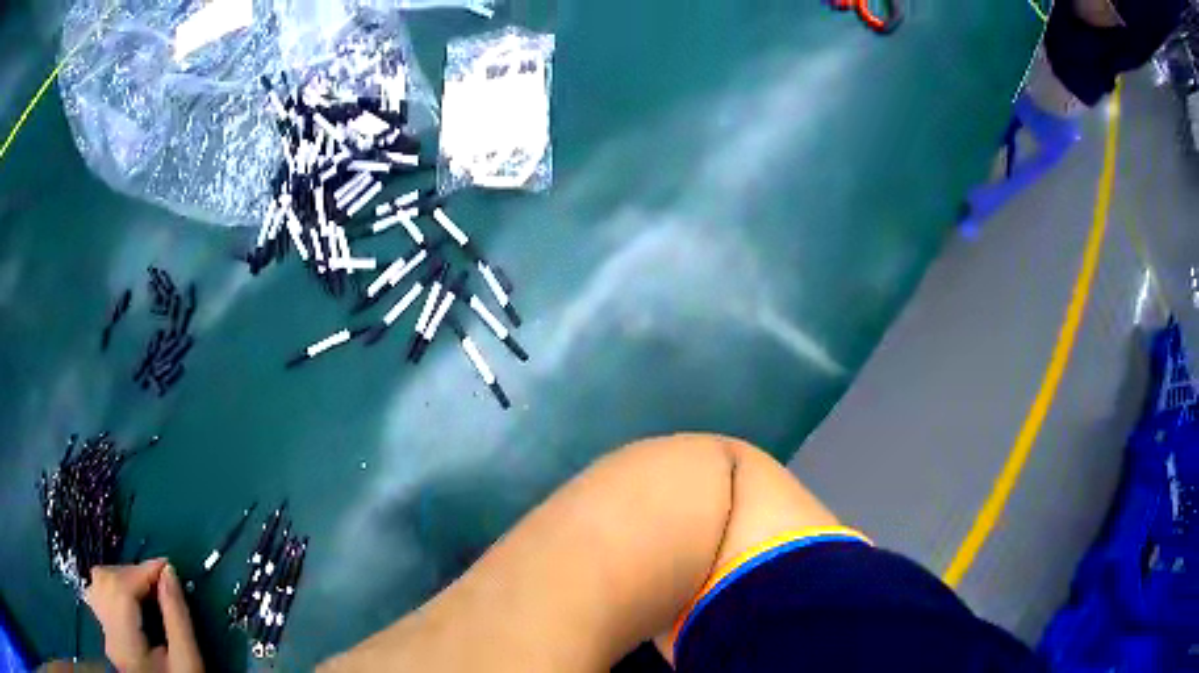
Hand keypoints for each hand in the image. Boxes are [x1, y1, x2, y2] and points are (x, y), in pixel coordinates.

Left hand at [84, 559, 203, 672]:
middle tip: (158, 581)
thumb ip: (178, 620)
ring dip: (122, 578)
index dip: (142, 571)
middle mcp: (107, 634)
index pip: (122, 590)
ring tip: (145, 589)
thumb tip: (169, 574)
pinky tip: (131, 598)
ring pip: (98, 584)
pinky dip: (114, 587)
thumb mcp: (188, 663)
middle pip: (105, 581)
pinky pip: (99, 595)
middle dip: (132, 574)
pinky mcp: (104, 633)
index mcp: (126, 645)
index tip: (166, 567)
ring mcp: (103, 633)